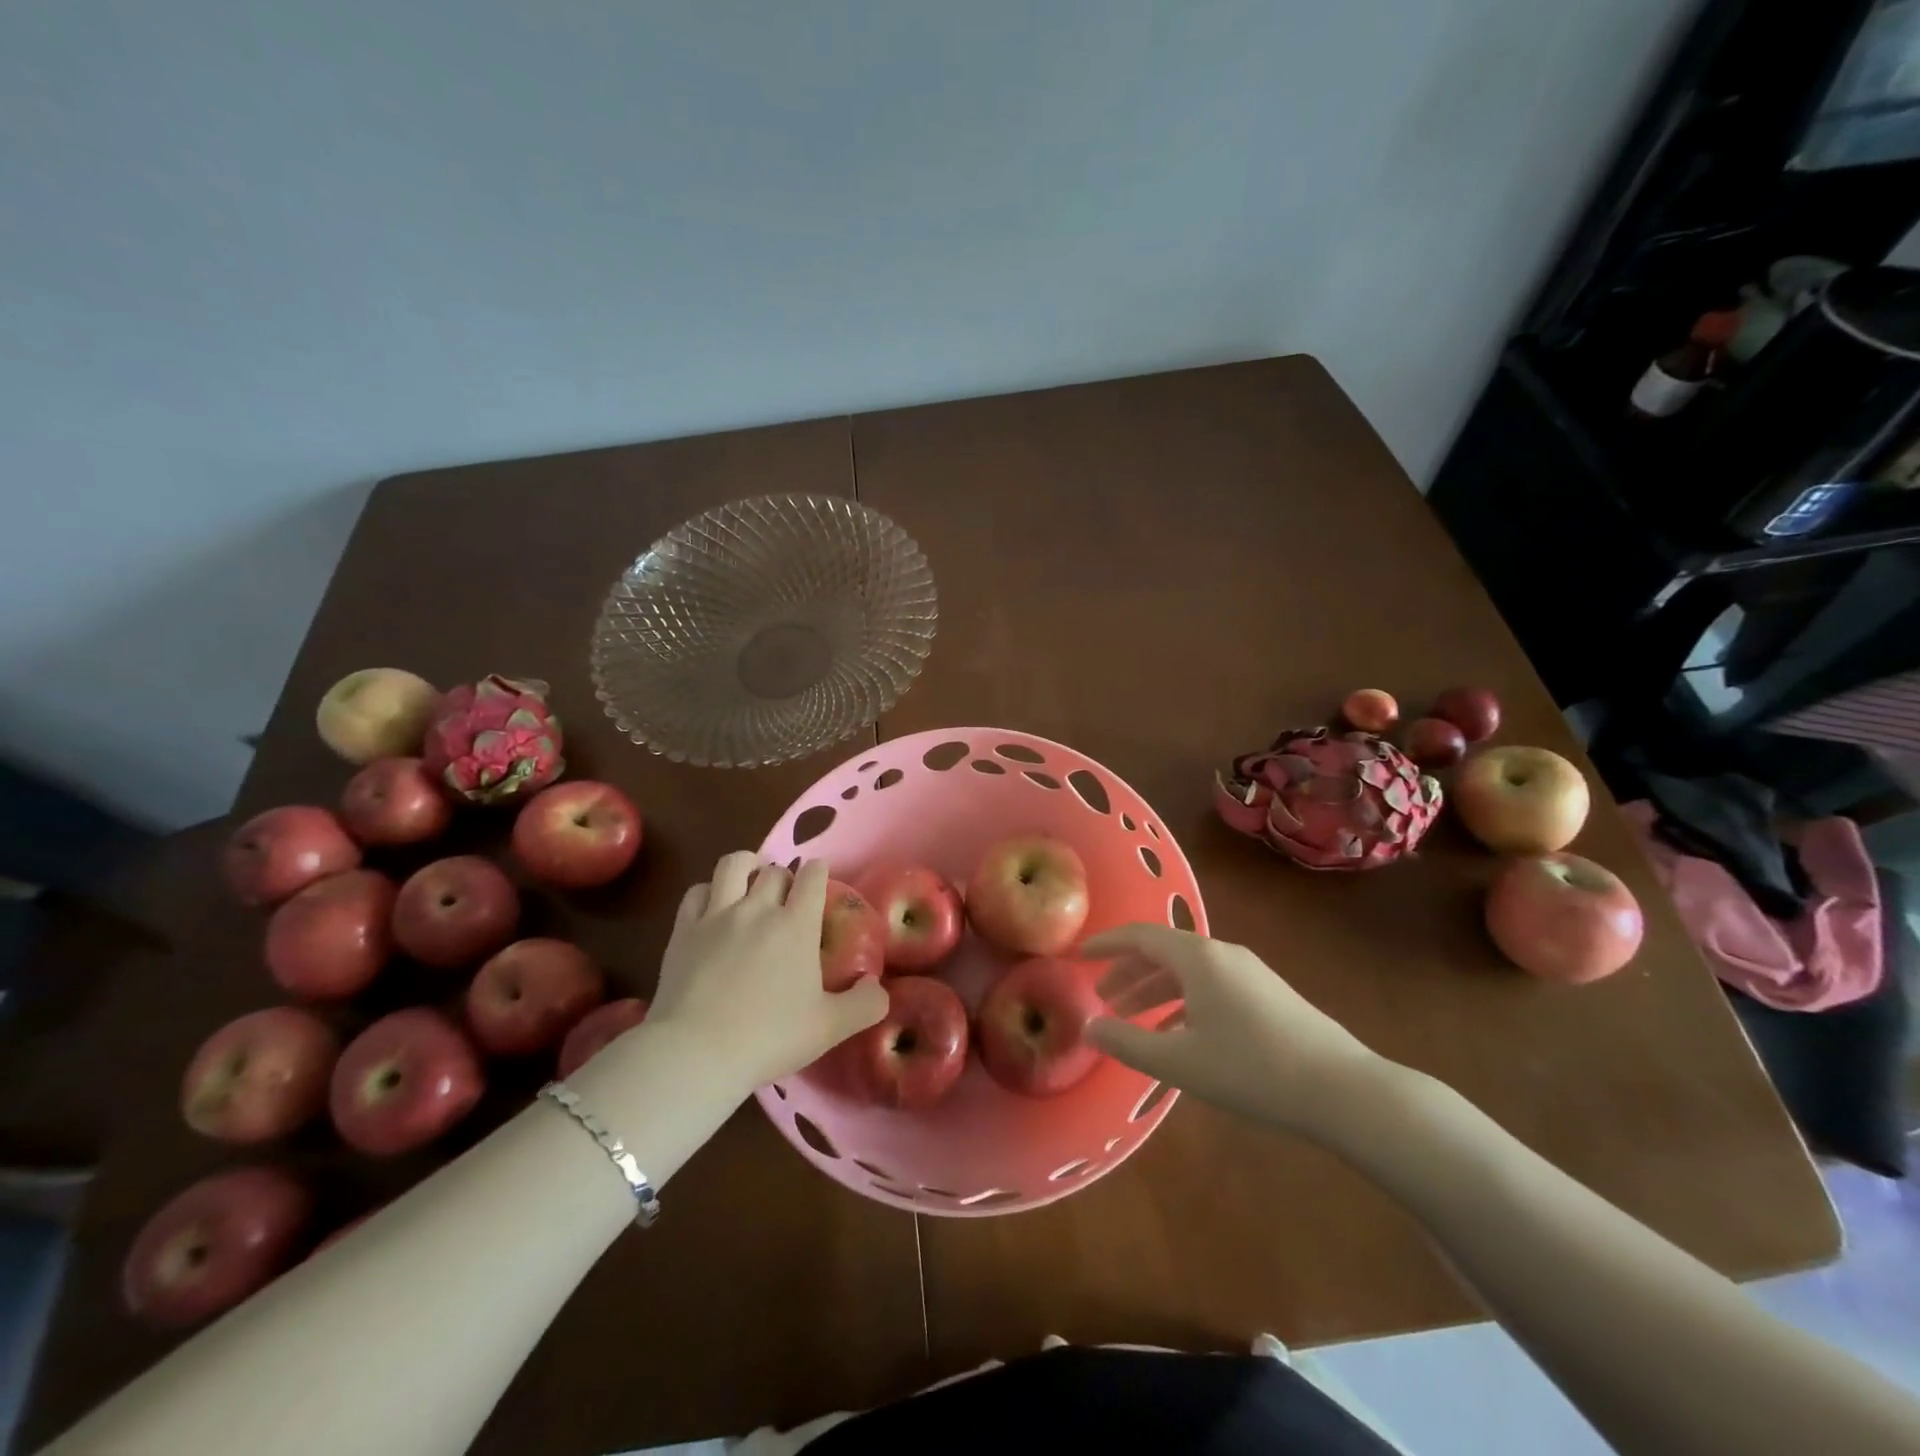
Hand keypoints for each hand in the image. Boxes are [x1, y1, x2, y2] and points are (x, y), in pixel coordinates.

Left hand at [648, 853, 887, 1096]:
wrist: (696, 1052)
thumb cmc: (769, 1038)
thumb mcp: (830, 1028)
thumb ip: (865, 1005)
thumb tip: (878, 988)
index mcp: (796, 925)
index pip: (812, 876)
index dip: (818, 872)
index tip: (819, 880)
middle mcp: (758, 908)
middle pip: (775, 871)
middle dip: (784, 877)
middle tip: (786, 898)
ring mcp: (717, 915)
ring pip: (734, 865)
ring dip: (747, 866)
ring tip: (750, 881)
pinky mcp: (684, 929)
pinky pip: (697, 891)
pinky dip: (710, 891)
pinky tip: (713, 907)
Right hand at [1085, 923, 1386, 1137]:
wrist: (1342, 1089)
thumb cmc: (1251, 1069)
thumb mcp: (1179, 1061)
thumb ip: (1127, 1041)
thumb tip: (1089, 1025)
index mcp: (1198, 957)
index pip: (1140, 936)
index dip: (1106, 944)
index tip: (1078, 956)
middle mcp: (1222, 954)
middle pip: (1163, 952)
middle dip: (1128, 972)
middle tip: (1102, 997)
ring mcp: (1249, 973)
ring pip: (1188, 971)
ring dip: (1154, 989)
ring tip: (1131, 1017)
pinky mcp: (1267, 994)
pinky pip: (1210, 986)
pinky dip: (1182, 1001)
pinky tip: (1177, 1033)